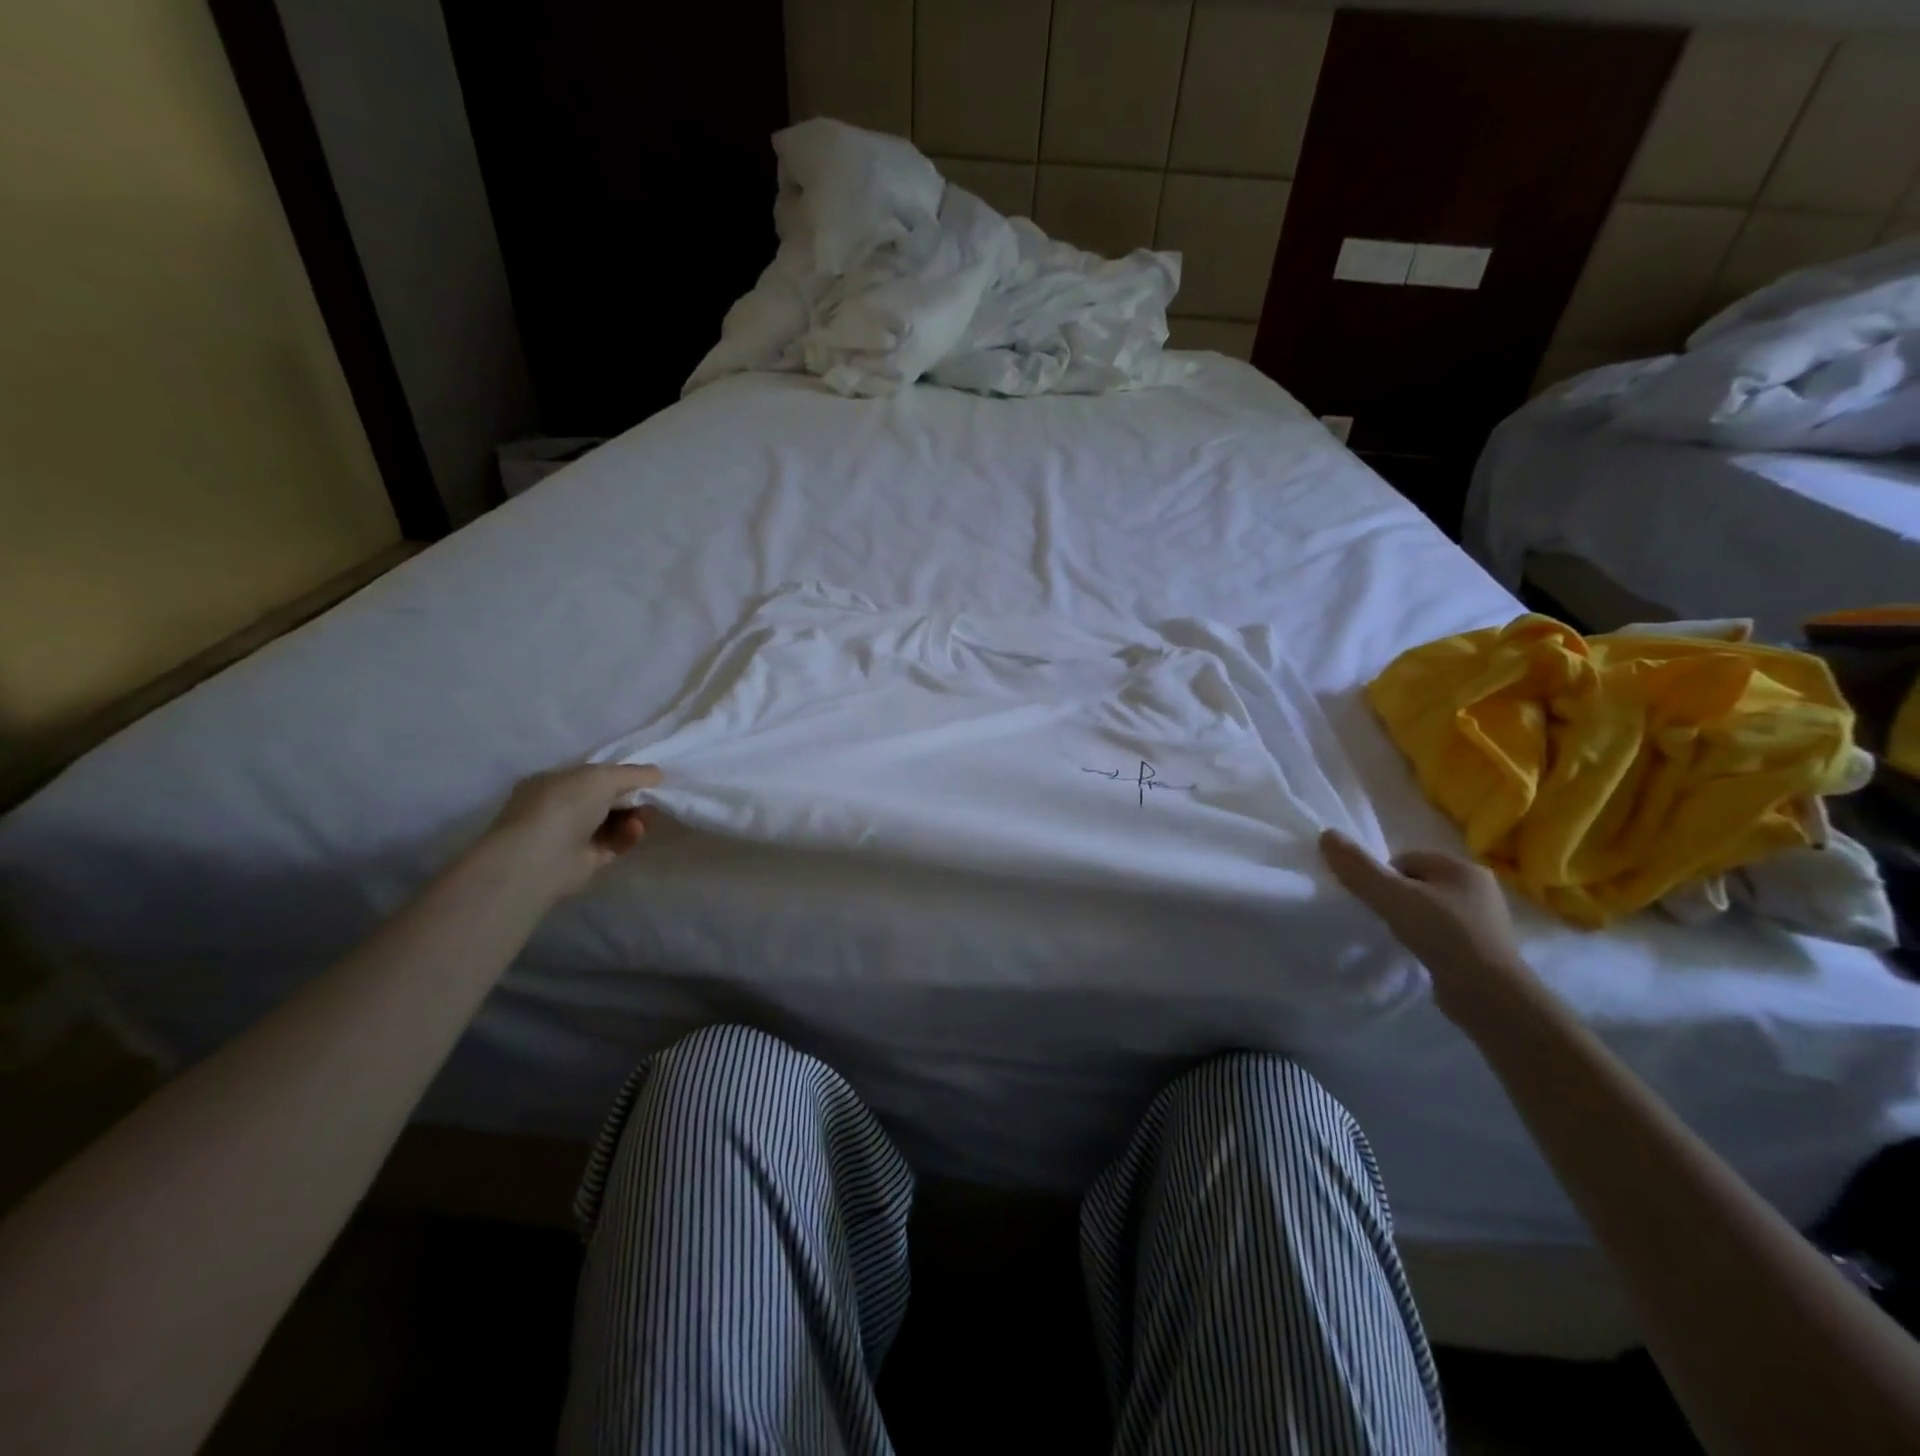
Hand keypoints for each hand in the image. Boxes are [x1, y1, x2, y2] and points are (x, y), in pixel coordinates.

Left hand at [483, 763, 663, 899]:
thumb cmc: (564, 805)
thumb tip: (658, 774)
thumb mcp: (602, 776)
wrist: (540, 857)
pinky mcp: (586, 860)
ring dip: (634, 817)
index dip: (621, 775)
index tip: (648, 778)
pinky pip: (614, 843)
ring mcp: (571, 835)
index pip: (593, 775)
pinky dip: (628, 836)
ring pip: (614, 822)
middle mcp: (560, 807)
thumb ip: (633, 773)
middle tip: (652, 798)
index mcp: (554, 782)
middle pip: (607, 799)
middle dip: (632, 797)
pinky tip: (634, 831)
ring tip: (644, 818)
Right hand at [1319, 830, 1541, 1033]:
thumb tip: (1326, 835)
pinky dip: (1426, 940)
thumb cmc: (1443, 935)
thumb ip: (1358, 867)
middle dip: (1396, 897)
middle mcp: (1480, 889)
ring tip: (1400, 938)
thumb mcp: (1393, 897)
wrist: (1490, 996)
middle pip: (1417, 883)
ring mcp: (1484, 921)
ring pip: (1429, 908)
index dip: (1383, 876)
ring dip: (1410, 919)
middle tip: (1384, 918)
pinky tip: (1418, 953)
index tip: (1375, 900)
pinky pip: (1441, 933)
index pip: (1408, 859)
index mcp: (1464, 868)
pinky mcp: (1483, 949)